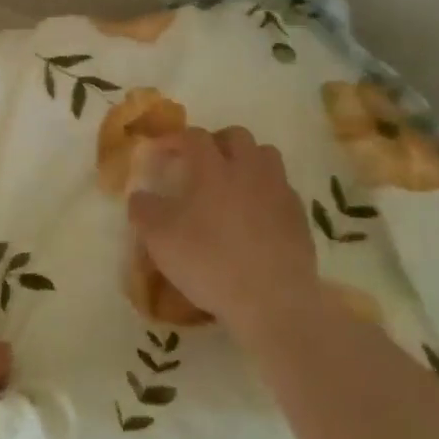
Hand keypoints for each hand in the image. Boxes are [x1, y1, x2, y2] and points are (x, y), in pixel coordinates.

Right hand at [126, 126, 320, 336]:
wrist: (270, 301)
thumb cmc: (208, 262)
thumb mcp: (159, 238)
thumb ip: (143, 210)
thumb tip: (140, 195)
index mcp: (213, 169)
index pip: (193, 137)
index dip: (174, 139)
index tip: (160, 152)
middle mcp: (249, 171)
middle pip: (236, 136)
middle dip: (215, 143)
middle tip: (199, 163)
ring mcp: (279, 192)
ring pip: (266, 156)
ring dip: (246, 161)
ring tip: (230, 183)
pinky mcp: (299, 217)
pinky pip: (282, 188)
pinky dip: (265, 190)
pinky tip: (254, 214)